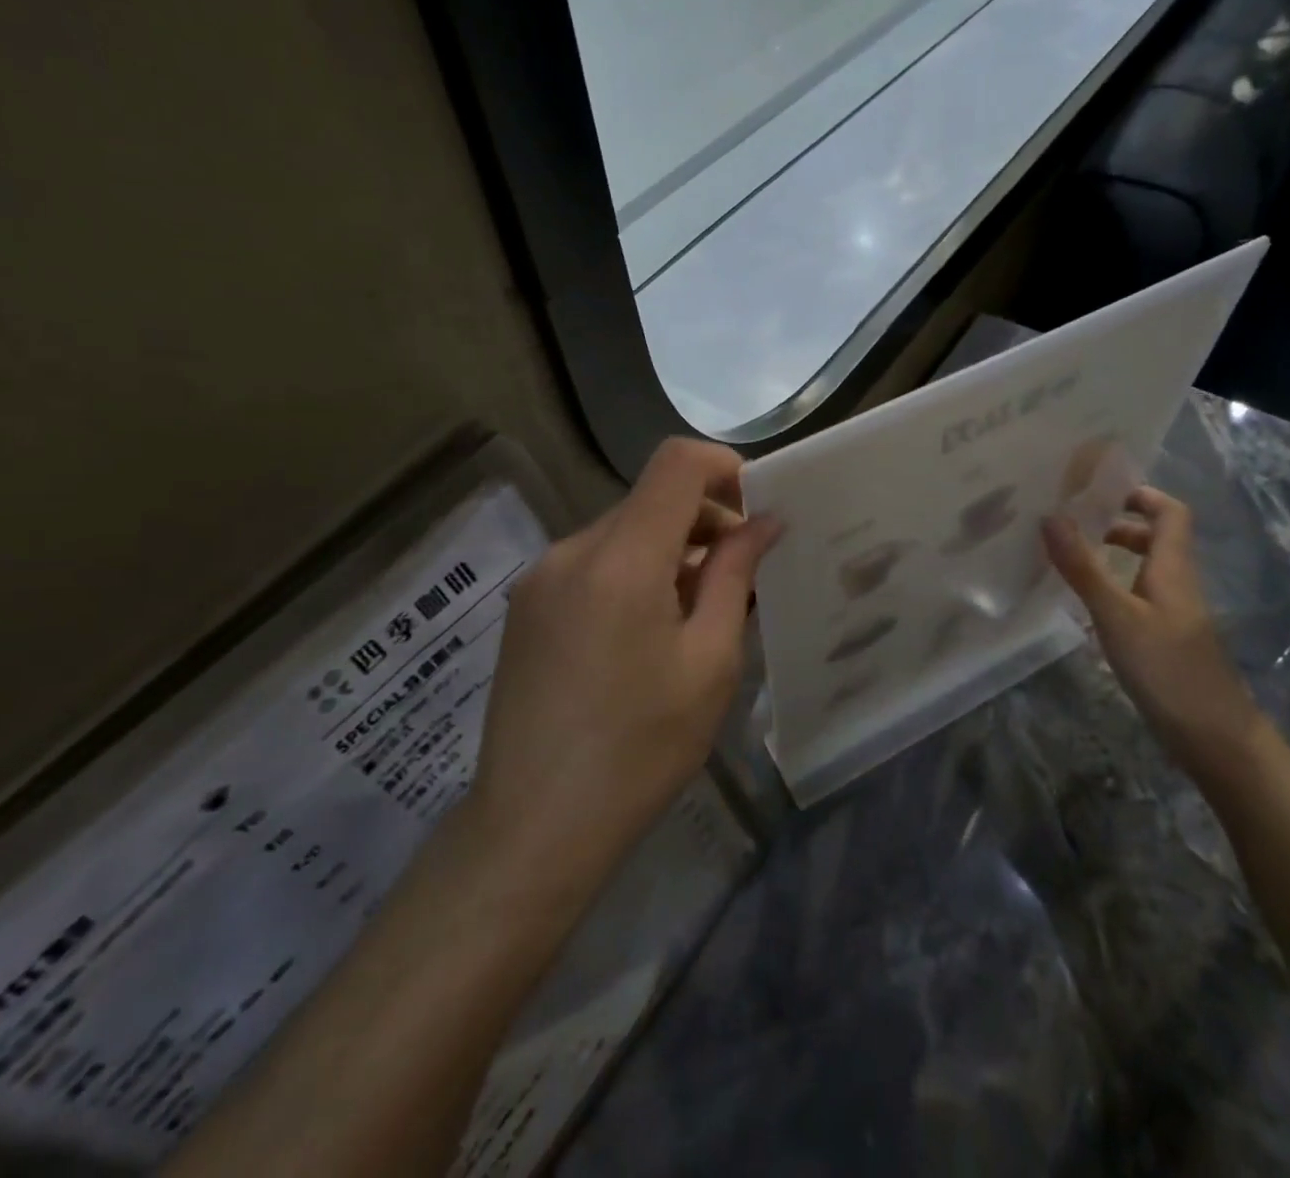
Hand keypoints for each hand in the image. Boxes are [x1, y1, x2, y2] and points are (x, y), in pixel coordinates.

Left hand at [469, 438, 779, 886]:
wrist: (535, 826)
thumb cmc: (641, 749)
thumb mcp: (710, 662)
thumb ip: (736, 576)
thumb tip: (764, 523)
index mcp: (621, 559)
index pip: (676, 463)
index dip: (725, 468)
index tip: (757, 512)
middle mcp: (572, 550)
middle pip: (650, 499)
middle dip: (705, 521)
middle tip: (742, 579)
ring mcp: (540, 577)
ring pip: (623, 532)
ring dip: (670, 551)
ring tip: (698, 614)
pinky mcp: (526, 606)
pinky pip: (593, 563)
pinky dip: (633, 573)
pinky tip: (647, 633)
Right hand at [1044, 486, 1260, 781]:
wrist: (1215, 739)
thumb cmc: (1167, 669)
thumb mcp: (1117, 616)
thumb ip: (1083, 568)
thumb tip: (1051, 516)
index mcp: (1172, 568)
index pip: (1170, 512)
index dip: (1140, 494)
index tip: (1097, 491)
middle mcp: (1177, 584)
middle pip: (1156, 538)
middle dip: (1116, 524)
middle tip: (1071, 525)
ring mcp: (1174, 614)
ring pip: (1146, 569)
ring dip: (1113, 556)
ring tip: (1070, 559)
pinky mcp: (1166, 640)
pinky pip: (1139, 597)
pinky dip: (1114, 588)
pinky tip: (1085, 605)